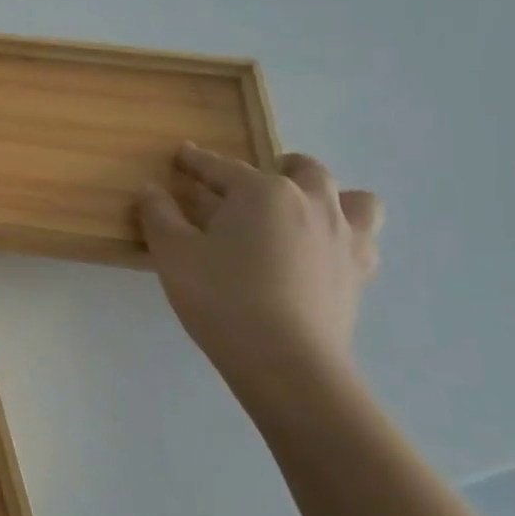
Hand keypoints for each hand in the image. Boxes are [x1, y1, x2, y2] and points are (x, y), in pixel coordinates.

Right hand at [139, 144, 383, 398]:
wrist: (285, 361)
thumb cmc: (221, 297)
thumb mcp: (173, 253)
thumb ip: (160, 216)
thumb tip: (152, 189)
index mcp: (262, 192)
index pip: (222, 167)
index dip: (197, 161)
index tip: (182, 154)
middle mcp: (311, 203)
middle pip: (302, 170)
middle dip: (277, 167)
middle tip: (251, 185)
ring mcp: (344, 238)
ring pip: (353, 199)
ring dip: (329, 197)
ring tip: (304, 212)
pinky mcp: (359, 274)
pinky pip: (362, 240)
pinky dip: (345, 236)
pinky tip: (321, 252)